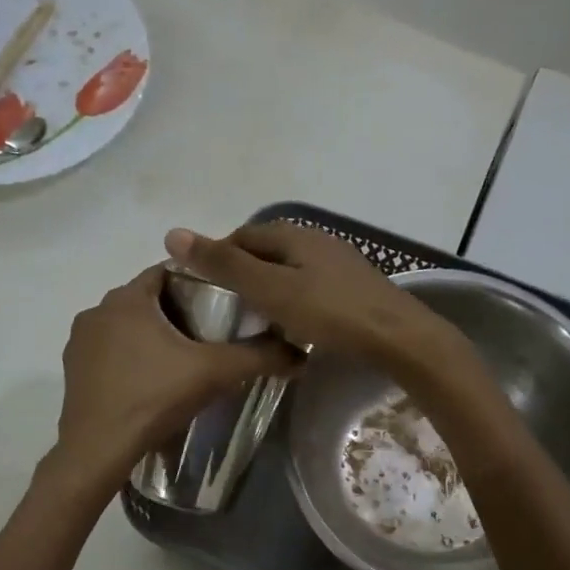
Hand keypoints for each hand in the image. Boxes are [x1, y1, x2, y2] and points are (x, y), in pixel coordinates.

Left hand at [50, 264, 296, 493]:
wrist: (100, 448)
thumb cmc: (154, 397)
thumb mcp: (214, 373)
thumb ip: (257, 357)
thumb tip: (300, 353)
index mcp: (127, 298)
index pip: (168, 272)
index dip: (199, 283)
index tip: (223, 305)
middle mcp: (97, 310)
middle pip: (147, 300)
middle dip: (177, 313)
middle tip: (209, 337)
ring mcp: (80, 341)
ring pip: (126, 327)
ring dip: (151, 337)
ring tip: (181, 362)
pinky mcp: (73, 369)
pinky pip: (109, 352)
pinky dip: (130, 359)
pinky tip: (149, 383)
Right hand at [165, 222, 454, 367]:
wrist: (396, 336)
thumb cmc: (329, 312)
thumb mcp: (271, 289)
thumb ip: (225, 265)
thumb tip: (173, 233)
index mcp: (292, 234)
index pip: (240, 237)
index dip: (216, 258)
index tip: (202, 291)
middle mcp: (315, 239)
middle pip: (265, 251)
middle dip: (241, 274)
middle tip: (224, 311)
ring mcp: (337, 262)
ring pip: (288, 270)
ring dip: (267, 289)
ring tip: (253, 320)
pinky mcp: (352, 287)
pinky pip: (308, 287)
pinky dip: (291, 300)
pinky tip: (291, 324)